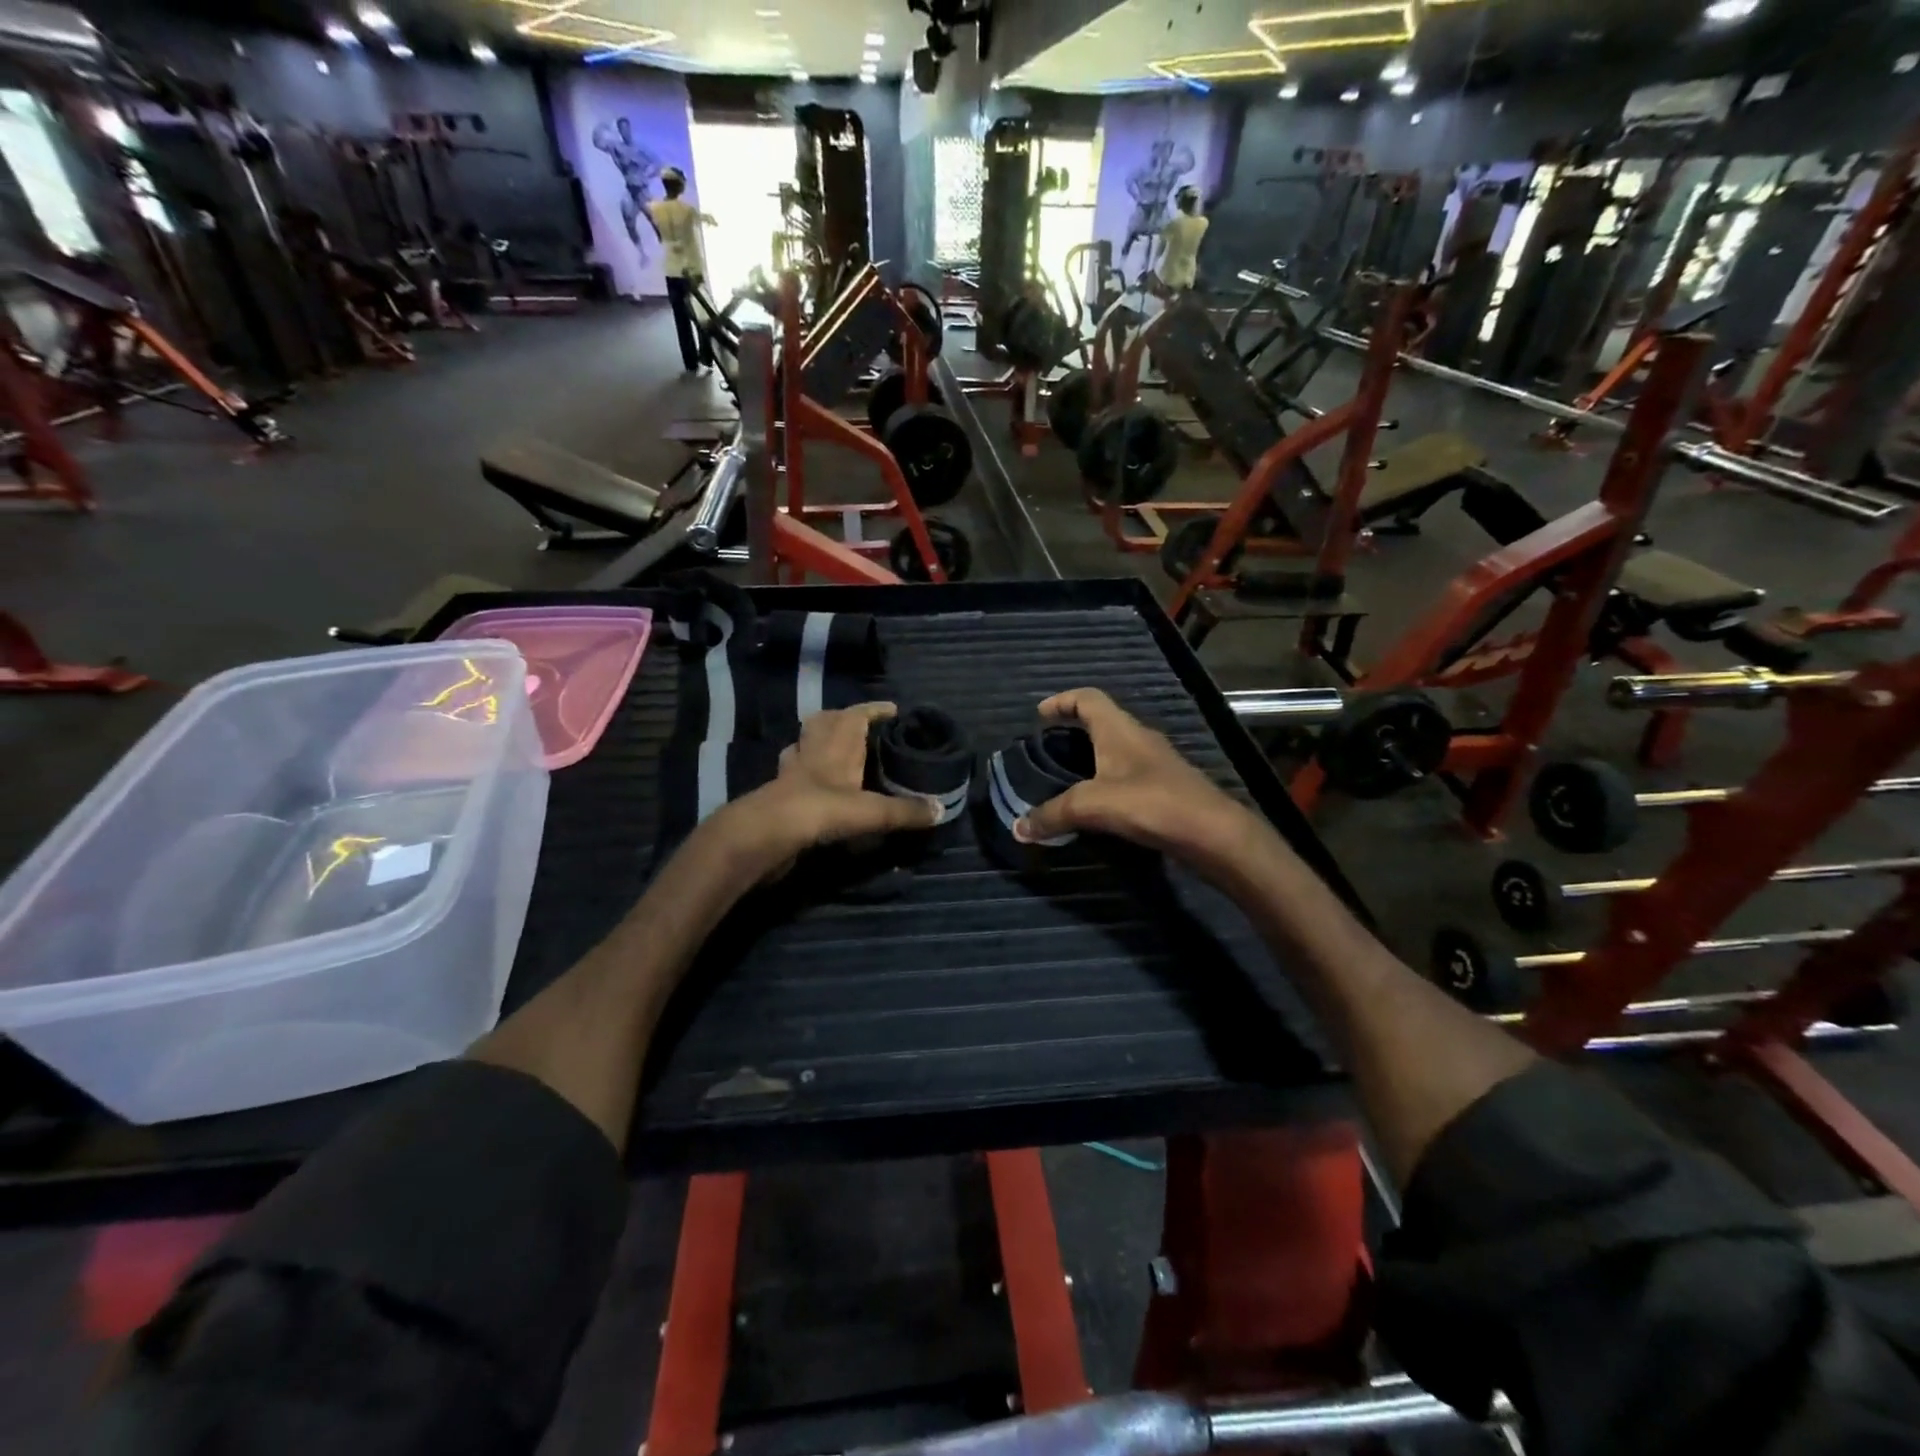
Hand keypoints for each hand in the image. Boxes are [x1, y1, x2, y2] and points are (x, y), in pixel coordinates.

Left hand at [712, 702, 938, 879]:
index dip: (874, 709)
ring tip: (840, 753)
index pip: (856, 715)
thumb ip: (905, 811)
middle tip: (865, 729)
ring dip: (820, 743)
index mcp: (836, 744)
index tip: (893, 710)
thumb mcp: (871, 812)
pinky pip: (794, 774)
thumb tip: (940, 811)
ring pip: (805, 745)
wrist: (765, 835)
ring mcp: (792, 771)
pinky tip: (818, 786)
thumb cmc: (820, 810)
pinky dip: (806, 774)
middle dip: (843, 720)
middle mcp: (813, 750)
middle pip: (824, 722)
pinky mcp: (779, 794)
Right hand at [1013, 689, 1266, 872]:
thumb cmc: (1151, 803)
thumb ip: (1053, 814)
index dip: (1062, 701)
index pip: (1088, 698)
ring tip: (1066, 774)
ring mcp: (1155, 761)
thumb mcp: (1093, 806)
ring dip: (1092, 754)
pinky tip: (1098, 802)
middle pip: (1102, 720)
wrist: (1211, 831)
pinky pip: (1128, 771)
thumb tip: (1018, 828)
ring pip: (1117, 747)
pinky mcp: (1165, 786)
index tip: (1040, 714)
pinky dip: (1107, 777)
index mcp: (1119, 729)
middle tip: (1048, 746)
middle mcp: (1138, 737)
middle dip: (1073, 728)